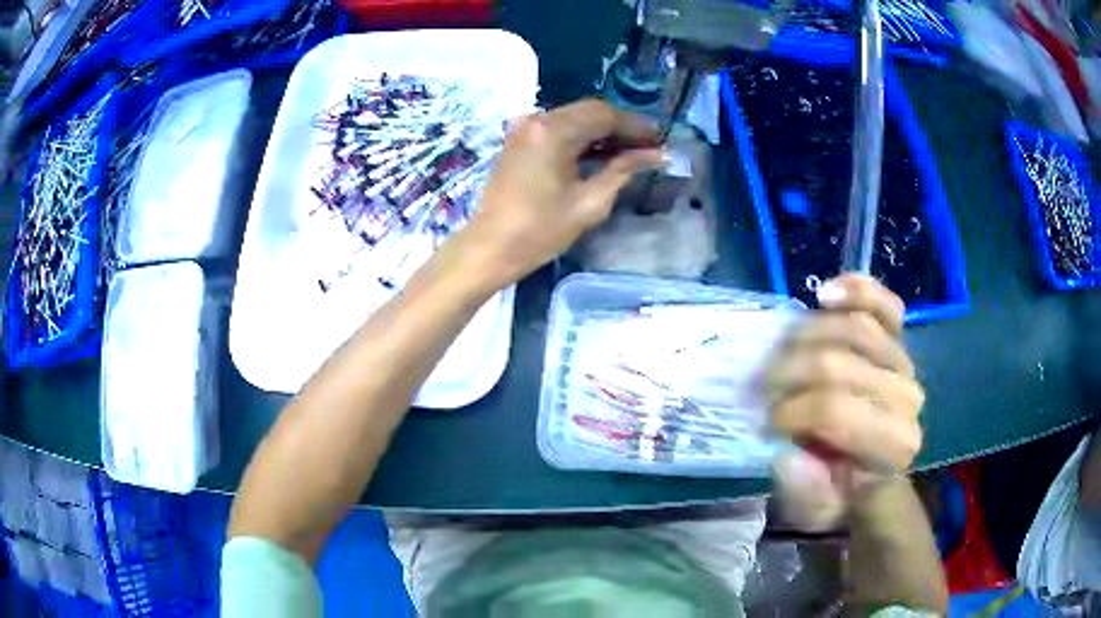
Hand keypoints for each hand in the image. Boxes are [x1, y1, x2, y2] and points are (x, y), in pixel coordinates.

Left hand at [459, 99, 664, 285]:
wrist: (489, 248)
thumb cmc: (539, 231)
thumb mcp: (590, 202)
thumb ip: (624, 171)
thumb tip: (658, 155)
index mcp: (553, 130)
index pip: (605, 115)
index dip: (636, 125)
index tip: (660, 140)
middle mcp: (537, 120)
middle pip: (590, 111)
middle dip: (621, 127)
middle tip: (649, 147)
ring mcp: (525, 129)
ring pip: (574, 119)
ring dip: (603, 132)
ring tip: (631, 152)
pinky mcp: (519, 142)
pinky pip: (558, 130)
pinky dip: (582, 139)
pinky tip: (602, 155)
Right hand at [767, 274, 924, 531]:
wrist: (872, 465)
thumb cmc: (842, 488)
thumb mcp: (815, 509)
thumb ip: (804, 489)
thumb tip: (787, 452)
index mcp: (893, 445)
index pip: (835, 410)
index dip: (791, 411)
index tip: (767, 423)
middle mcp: (908, 398)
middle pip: (838, 363)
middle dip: (789, 373)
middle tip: (763, 387)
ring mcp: (905, 360)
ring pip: (854, 327)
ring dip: (806, 335)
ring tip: (781, 353)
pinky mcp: (900, 336)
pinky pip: (884, 302)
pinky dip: (855, 290)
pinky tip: (825, 294)